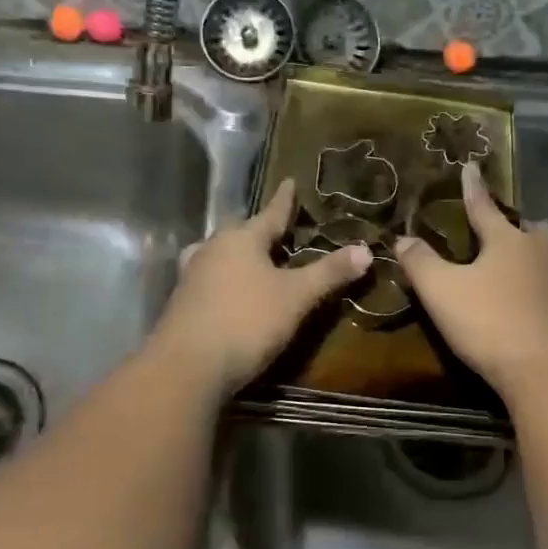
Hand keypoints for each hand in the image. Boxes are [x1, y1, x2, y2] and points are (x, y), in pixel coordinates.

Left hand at [153, 178, 370, 394]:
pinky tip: (231, 290)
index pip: (270, 213)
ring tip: (252, 258)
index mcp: (242, 239)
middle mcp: (213, 249)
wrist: (187, 366)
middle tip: (276, 229)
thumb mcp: (296, 297)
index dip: (285, 200)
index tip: (290, 181)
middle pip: (239, 230)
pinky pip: (208, 277)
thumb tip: (365, 250)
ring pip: (219, 253)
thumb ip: (329, 272)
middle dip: (258, 228)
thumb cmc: (247, 320)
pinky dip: (224, 277)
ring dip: (237, 253)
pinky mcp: (182, 302)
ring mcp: (192, 275)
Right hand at [395, 162, 547, 397]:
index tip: (470, 166)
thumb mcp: (442, 291)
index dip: (473, 188)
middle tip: (507, 228)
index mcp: (507, 241)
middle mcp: (541, 252)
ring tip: (534, 256)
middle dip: (517, 224)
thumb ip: (420, 262)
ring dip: (544, 251)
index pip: (484, 207)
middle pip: (531, 228)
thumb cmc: (490, 322)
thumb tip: (402, 238)